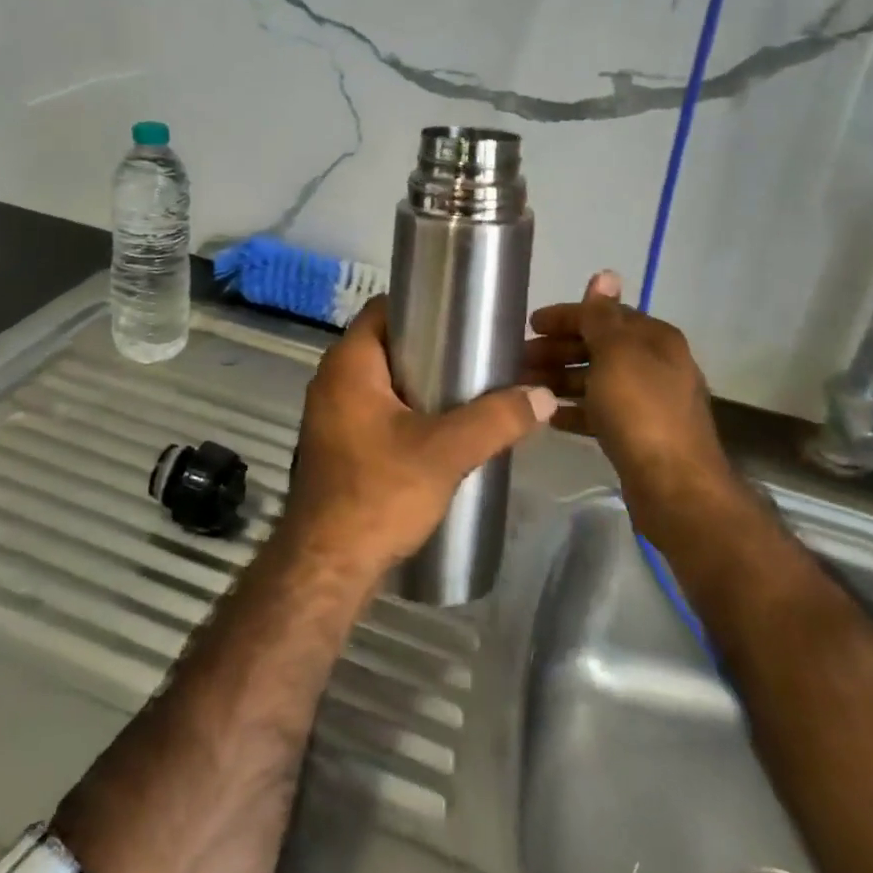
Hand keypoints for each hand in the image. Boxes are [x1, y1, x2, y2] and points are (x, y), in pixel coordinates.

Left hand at [285, 297, 556, 576]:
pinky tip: (440, 432)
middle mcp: (332, 381)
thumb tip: (543, 395)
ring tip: (467, 391)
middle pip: (386, 346)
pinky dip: (404, 413)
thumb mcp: (446, 451)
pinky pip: (375, 412)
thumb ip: (496, 419)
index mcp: (348, 364)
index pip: (382, 310)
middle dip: (429, 348)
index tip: (461, 316)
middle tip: (475, 356)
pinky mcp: (337, 447)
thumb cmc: (380, 492)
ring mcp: (330, 416)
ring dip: (419, 384)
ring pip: (381, 382)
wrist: (328, 566)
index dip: (421, 306)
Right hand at [524, 271, 725, 515]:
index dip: (566, 317)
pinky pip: (599, 412)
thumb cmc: (641, 410)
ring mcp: (648, 402)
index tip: (529, 325)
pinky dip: (575, 410)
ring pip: (596, 380)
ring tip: (525, 386)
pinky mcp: (638, 435)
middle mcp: (655, 365)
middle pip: (598, 348)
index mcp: (655, 339)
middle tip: (520, 358)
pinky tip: (549, 416)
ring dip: (561, 379)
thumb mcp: (616, 354)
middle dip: (559, 350)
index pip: (604, 316)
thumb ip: (603, 316)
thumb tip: (605, 273)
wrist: (675, 487)